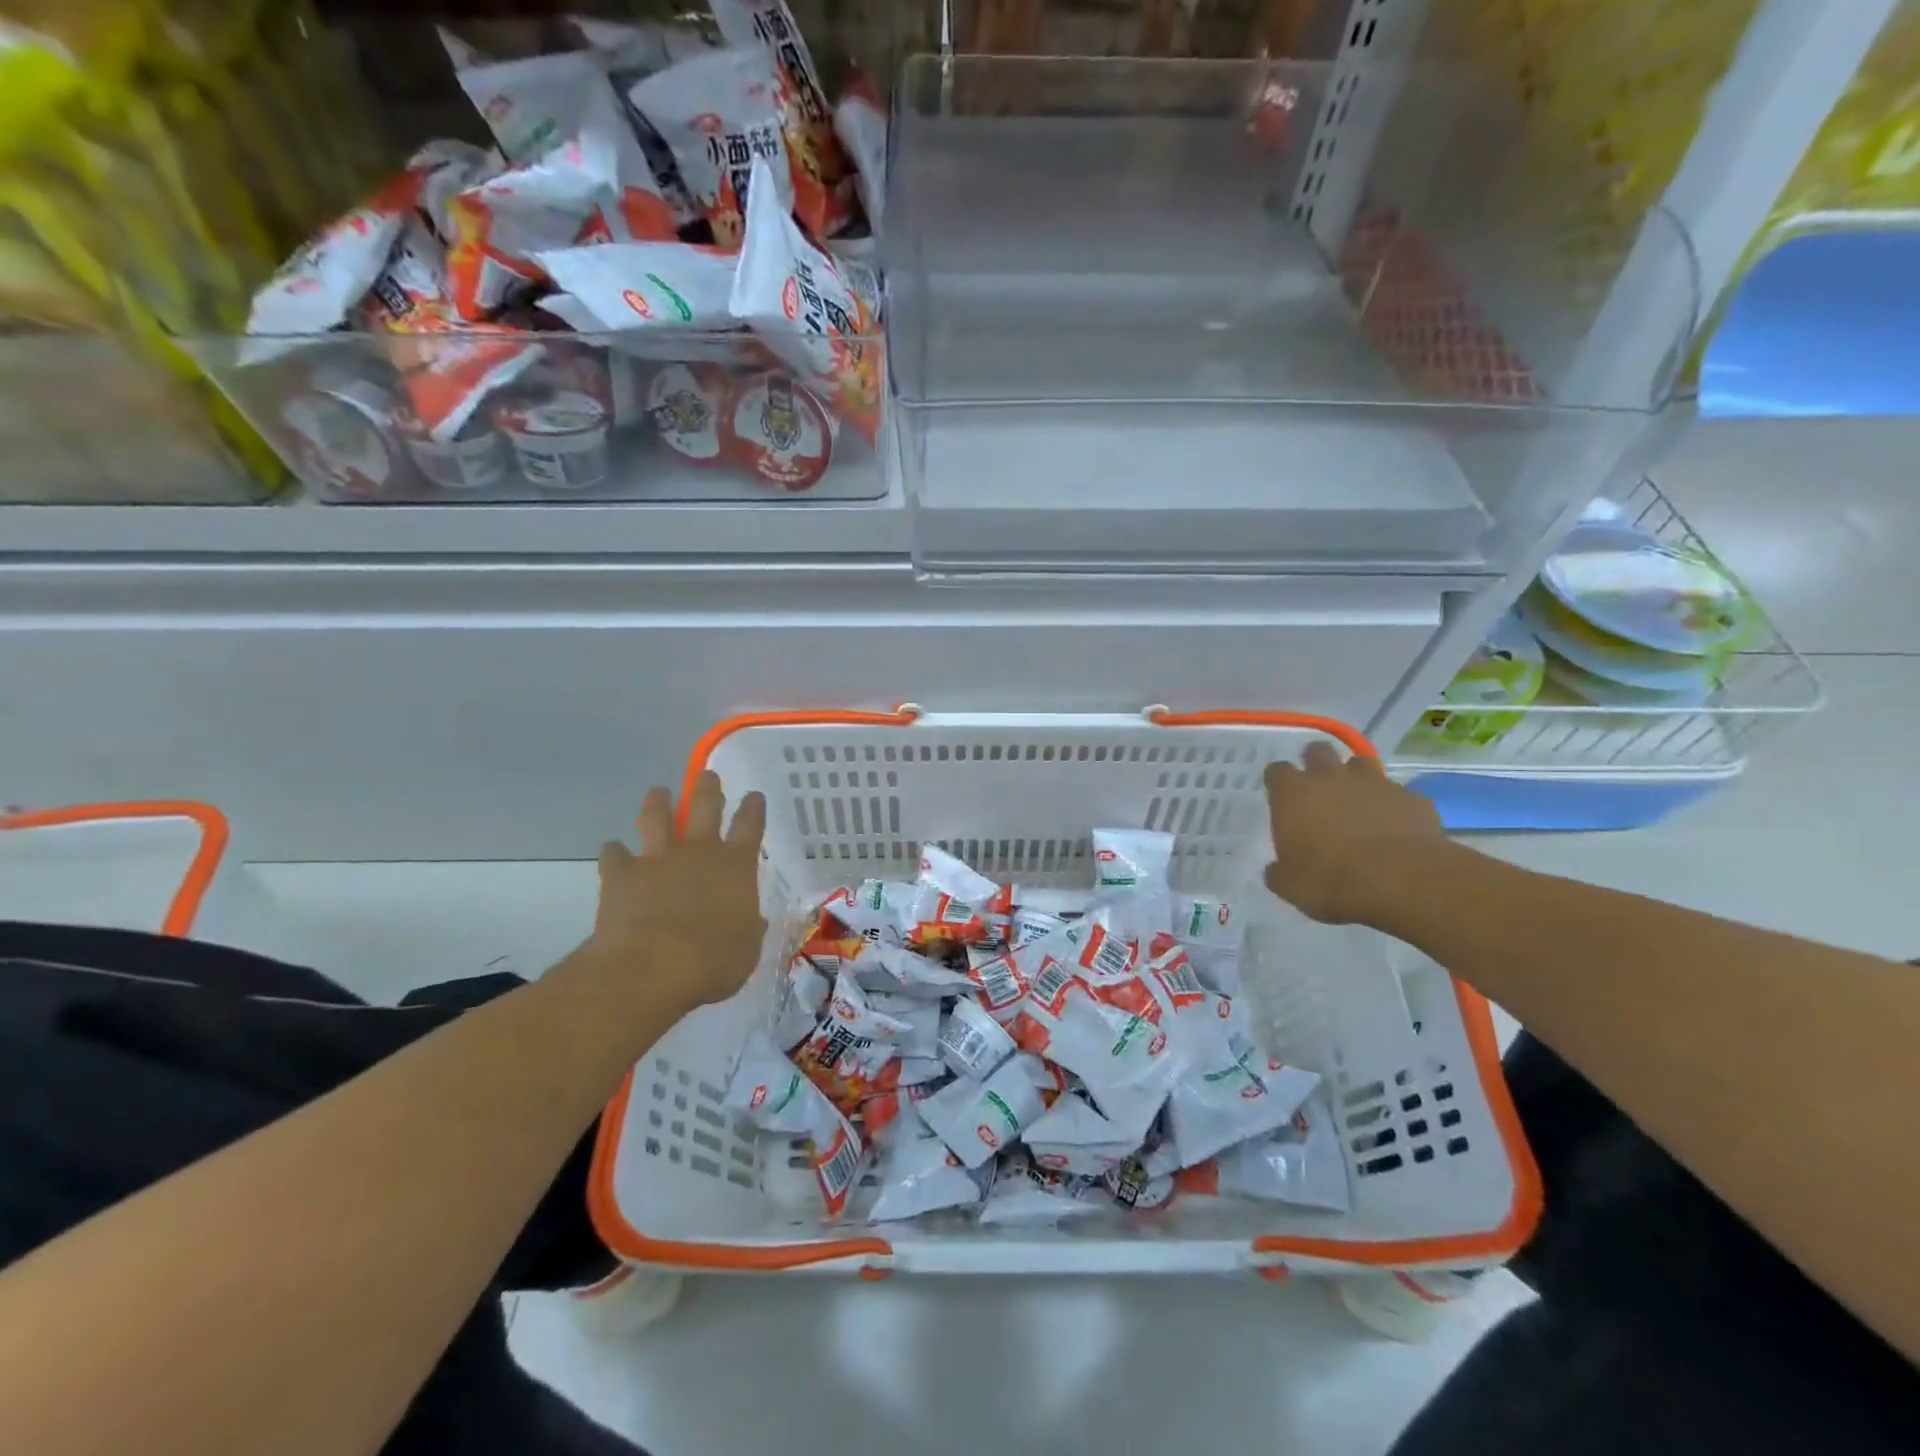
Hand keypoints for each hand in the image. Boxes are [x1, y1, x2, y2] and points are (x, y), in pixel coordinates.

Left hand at [587, 772, 767, 1009]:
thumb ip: (748, 927)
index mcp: (736, 865)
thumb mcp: (747, 948)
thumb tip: (751, 919)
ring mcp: (658, 858)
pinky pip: (614, 854)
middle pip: (705, 806)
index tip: (754, 795)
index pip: (750, 826)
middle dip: (708, 788)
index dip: (753, 808)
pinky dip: (614, 852)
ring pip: (657, 817)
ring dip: (658, 802)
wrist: (651, 967)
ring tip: (658, 792)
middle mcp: (699, 851)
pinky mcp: (621, 874)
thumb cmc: (713, 961)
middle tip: (707, 775)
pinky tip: (612, 851)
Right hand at [1264, 741, 1445, 925]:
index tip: (1281, 798)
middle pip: (1318, 751)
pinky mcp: (1411, 798)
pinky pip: (1398, 794)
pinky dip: (1392, 806)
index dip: (1279, 782)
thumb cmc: (1330, 880)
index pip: (1277, 771)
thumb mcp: (1290, 885)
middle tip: (1318, 789)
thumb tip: (1276, 869)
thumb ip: (1279, 871)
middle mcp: (1331, 778)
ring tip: (1357, 803)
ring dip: (1356, 778)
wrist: (1401, 881)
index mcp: (1294, 794)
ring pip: (1360, 763)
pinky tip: (1395, 829)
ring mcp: (1375, 783)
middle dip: (1316, 763)